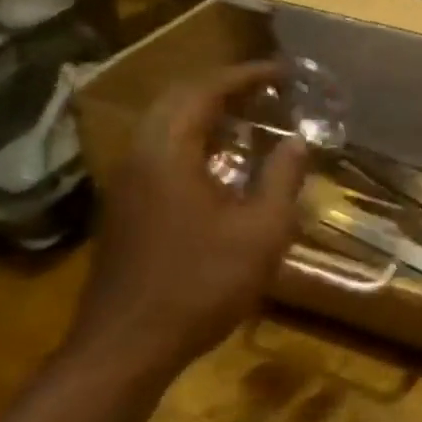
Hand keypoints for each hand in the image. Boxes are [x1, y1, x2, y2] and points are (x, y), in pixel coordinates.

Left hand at [68, 63, 308, 377]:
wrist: (125, 348)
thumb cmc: (200, 285)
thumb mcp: (261, 232)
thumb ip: (282, 179)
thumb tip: (298, 142)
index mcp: (168, 152)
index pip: (205, 90)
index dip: (246, 75)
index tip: (283, 72)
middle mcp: (139, 155)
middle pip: (178, 98)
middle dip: (224, 86)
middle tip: (267, 89)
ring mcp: (125, 182)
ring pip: (163, 123)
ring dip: (205, 111)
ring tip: (250, 117)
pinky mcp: (124, 206)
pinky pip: (158, 148)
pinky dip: (191, 137)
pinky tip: (221, 161)